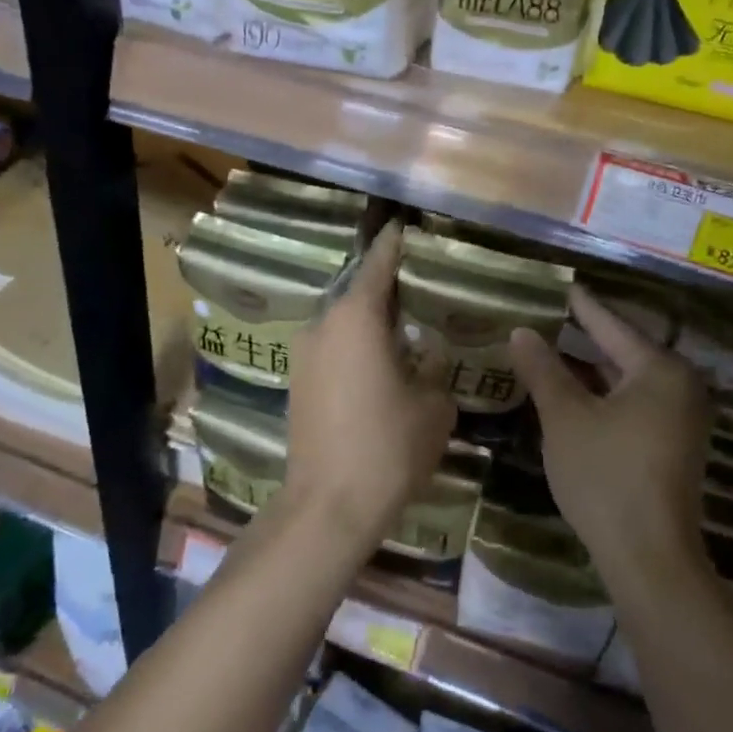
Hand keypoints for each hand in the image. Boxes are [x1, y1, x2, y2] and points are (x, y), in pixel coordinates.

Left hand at [283, 224, 454, 553]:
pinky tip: (382, 363)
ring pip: (344, 322)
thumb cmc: (388, 447)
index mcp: (357, 318)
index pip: (378, 263)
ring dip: (372, 320)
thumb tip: (430, 353)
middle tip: (423, 284)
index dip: (395, 242)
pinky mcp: (298, 382)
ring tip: (407, 326)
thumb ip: (435, 368)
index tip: (408, 225)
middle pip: (358, 291)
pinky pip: (334, 348)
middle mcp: (323, 325)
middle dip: (388, 286)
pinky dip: (357, 345)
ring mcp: (305, 354)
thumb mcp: (433, 406)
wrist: (328, 506)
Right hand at [510, 287, 711, 582]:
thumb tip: (521, 332)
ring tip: (554, 348)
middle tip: (550, 315)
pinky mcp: (673, 445)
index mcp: (659, 370)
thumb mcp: (565, 418)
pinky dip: (604, 393)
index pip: (612, 325)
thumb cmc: (605, 476)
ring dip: (592, 367)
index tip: (562, 285)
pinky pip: (634, 402)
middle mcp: (679, 387)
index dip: (582, 306)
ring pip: (628, 379)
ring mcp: (680, 418)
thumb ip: (543, 370)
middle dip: (585, 335)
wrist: (649, 558)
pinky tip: (575, 392)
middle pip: (624, 350)